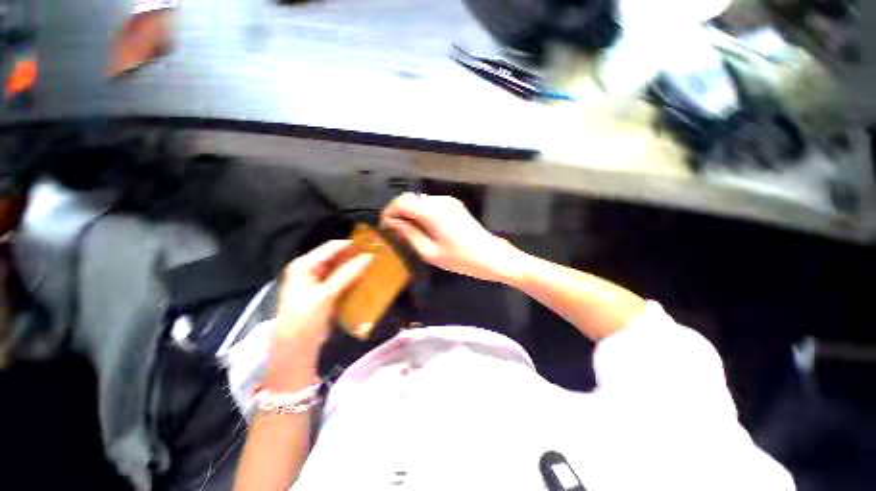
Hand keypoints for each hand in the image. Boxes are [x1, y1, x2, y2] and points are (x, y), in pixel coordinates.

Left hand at [267, 240, 370, 388]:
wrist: (296, 349)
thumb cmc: (305, 319)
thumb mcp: (325, 295)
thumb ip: (347, 274)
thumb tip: (368, 257)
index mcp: (304, 265)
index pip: (331, 248)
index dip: (351, 245)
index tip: (371, 244)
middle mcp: (310, 269)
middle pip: (335, 257)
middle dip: (354, 256)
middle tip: (376, 255)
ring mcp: (317, 281)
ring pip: (340, 269)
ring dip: (355, 268)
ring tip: (374, 265)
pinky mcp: (325, 292)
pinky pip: (341, 280)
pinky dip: (352, 278)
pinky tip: (365, 278)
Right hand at [381, 193, 522, 283]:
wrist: (491, 256)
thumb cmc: (460, 259)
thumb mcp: (430, 251)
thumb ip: (409, 234)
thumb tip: (393, 223)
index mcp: (432, 211)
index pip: (401, 202)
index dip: (389, 212)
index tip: (384, 226)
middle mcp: (439, 200)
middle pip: (410, 198)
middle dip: (398, 211)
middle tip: (394, 230)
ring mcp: (449, 201)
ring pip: (420, 200)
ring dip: (410, 211)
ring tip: (406, 230)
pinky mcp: (454, 205)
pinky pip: (431, 204)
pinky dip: (421, 212)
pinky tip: (422, 227)